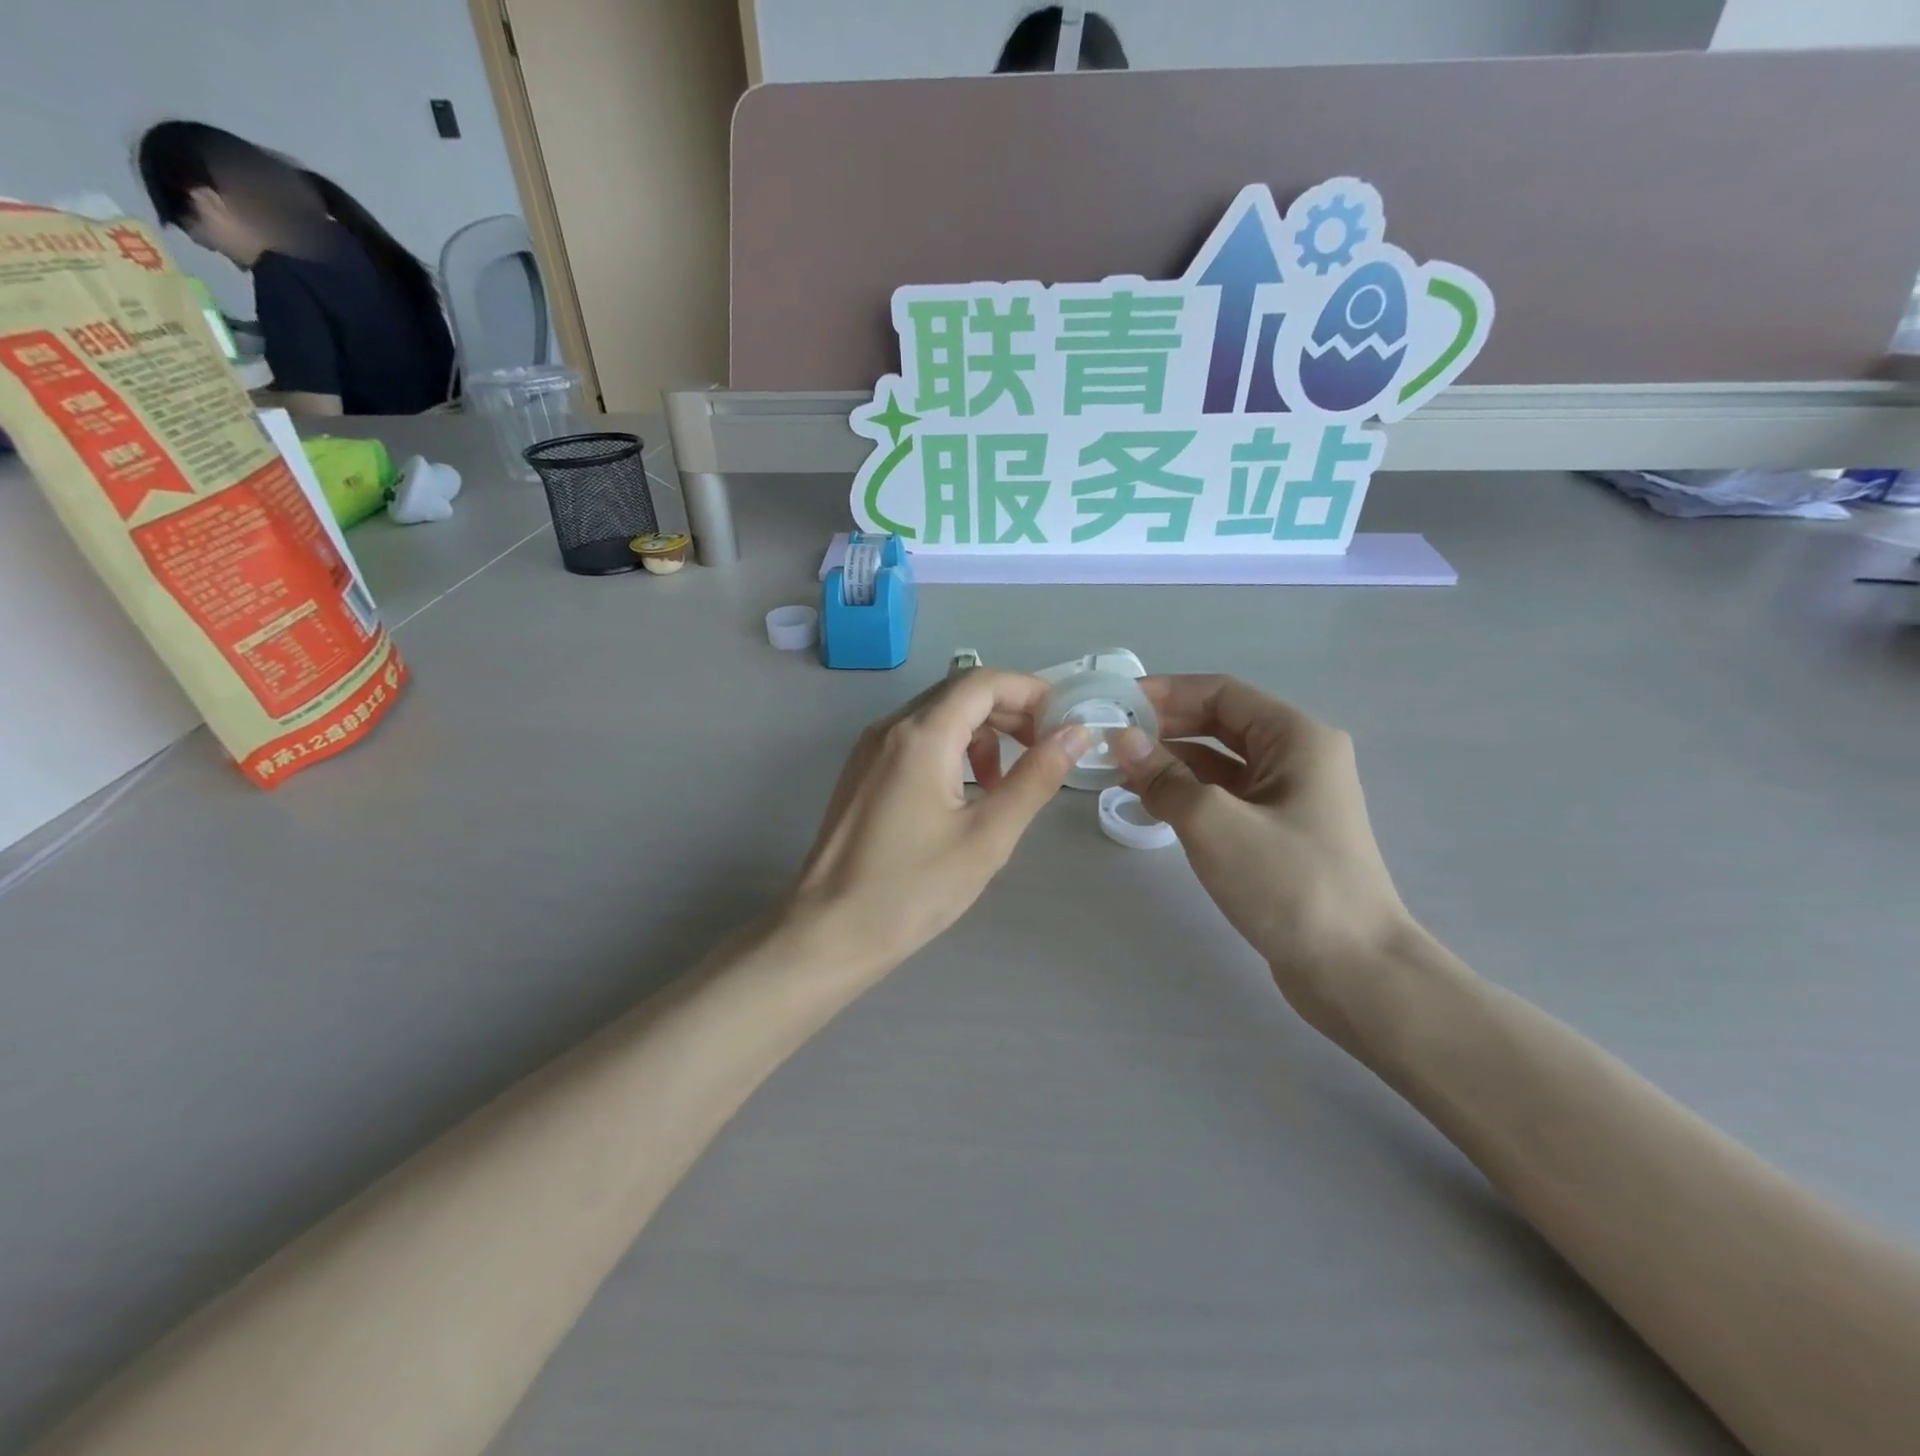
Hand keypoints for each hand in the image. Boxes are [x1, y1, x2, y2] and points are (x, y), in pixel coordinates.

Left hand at [788, 670, 1088, 972]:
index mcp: (920, 736)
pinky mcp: (862, 772)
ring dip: (980, 734)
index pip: (982, 681)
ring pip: (937, 716)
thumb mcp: (987, 836)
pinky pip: (915, 740)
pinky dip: (951, 750)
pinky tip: (964, 794)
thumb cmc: (912, 888)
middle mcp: (890, 728)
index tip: (1063, 720)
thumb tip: (1075, 734)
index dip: (1029, 691)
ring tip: (1003, 783)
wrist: (829, 931)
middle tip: (1044, 750)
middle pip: (959, 693)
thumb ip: (1035, 779)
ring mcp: (870, 749)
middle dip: (1009, 712)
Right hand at [1114, 676, 1411, 1027]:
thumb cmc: (1289, 883)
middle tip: (1111, 737)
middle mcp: (1298, 758)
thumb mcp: (1214, 823)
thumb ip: (1163, 777)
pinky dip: (1189, 794)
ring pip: (1221, 763)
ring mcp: (1291, 798)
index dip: (1167, 693)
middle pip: (1221, 724)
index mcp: (1296, 738)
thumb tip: (1121, 740)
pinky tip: (1152, 802)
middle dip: (1166, 727)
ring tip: (1121, 769)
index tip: (1116, 703)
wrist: (1354, 970)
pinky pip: (1226, 797)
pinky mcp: (1279, 834)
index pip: (1222, 693)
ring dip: (1173, 762)